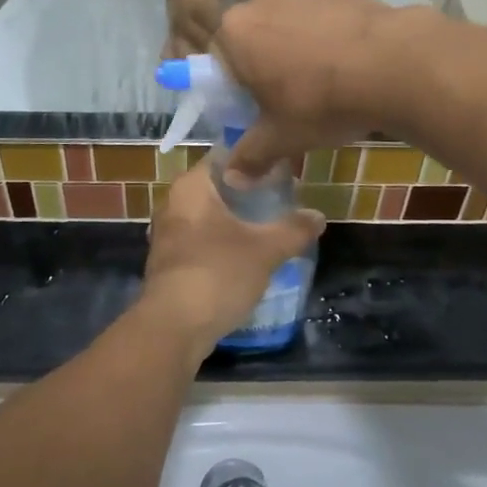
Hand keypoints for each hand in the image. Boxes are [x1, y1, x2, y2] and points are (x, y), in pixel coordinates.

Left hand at [141, 160, 324, 358]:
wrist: (173, 329)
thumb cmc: (218, 273)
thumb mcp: (266, 250)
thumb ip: (293, 229)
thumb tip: (319, 216)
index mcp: (190, 186)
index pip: (224, 157)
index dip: (253, 160)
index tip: (279, 171)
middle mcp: (172, 203)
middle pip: (215, 188)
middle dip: (245, 194)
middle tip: (280, 199)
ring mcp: (167, 235)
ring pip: (206, 216)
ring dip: (233, 221)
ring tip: (267, 226)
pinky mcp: (168, 263)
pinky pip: (199, 241)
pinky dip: (220, 243)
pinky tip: (245, 256)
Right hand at [216, 0, 419, 177]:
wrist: (393, 64)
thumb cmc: (322, 101)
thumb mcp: (282, 137)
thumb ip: (251, 156)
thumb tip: (231, 180)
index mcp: (234, 31)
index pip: (219, 61)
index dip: (237, 90)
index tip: (260, 109)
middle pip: (253, 37)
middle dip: (266, 65)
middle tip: (293, 98)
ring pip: (287, 23)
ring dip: (296, 47)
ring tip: (326, 79)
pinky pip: (319, 14)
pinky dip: (326, 33)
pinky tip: (348, 61)